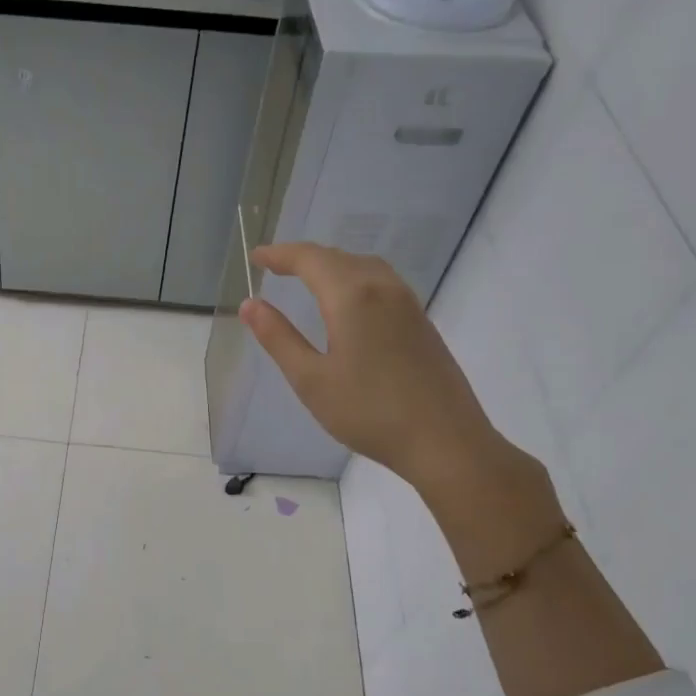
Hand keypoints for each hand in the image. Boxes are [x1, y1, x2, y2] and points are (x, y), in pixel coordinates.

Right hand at [239, 243, 510, 493]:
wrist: (445, 441)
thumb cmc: (369, 412)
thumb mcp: (311, 379)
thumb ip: (279, 338)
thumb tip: (250, 304)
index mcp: (352, 297)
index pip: (310, 259)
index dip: (280, 254)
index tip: (256, 257)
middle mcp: (383, 288)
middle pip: (338, 257)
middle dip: (303, 257)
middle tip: (274, 266)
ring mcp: (407, 303)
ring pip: (363, 267)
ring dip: (331, 265)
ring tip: (307, 278)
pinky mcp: (420, 321)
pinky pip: (381, 282)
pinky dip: (353, 278)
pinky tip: (347, 302)